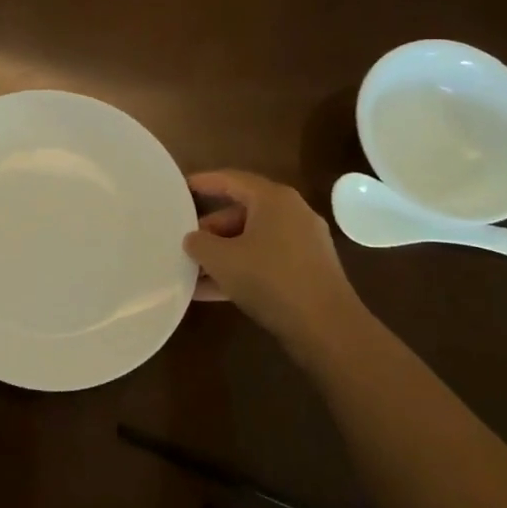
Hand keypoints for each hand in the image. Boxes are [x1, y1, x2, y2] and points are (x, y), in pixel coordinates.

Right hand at [183, 170, 365, 355]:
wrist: (327, 328)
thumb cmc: (270, 279)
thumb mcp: (221, 259)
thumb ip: (199, 243)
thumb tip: (193, 239)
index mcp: (273, 199)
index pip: (231, 180)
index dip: (203, 182)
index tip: (179, 188)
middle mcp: (292, 214)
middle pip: (241, 212)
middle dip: (210, 228)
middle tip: (184, 241)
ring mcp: (304, 243)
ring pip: (252, 240)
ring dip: (222, 254)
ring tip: (191, 270)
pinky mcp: (308, 271)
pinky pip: (265, 261)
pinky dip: (241, 270)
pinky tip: (211, 291)